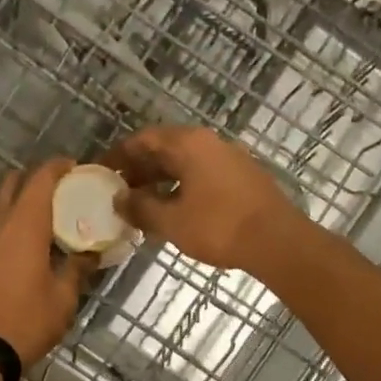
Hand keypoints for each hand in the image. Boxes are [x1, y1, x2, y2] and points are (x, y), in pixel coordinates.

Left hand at [0, 157, 92, 364]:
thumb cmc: (26, 322)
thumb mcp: (62, 298)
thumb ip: (77, 269)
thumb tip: (91, 254)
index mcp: (23, 226)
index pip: (40, 179)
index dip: (57, 167)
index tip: (75, 167)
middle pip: (12, 185)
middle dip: (34, 180)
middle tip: (60, 193)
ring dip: (19, 205)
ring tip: (45, 223)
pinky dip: (7, 228)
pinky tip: (23, 250)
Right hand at [104, 127, 305, 273]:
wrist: (278, 242)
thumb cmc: (219, 227)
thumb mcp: (171, 221)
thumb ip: (140, 208)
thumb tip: (120, 200)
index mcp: (190, 144)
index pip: (144, 139)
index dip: (120, 155)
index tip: (102, 172)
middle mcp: (210, 143)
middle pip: (165, 150)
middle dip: (139, 170)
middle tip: (118, 192)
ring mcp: (230, 159)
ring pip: (185, 165)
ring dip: (160, 182)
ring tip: (140, 206)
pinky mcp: (243, 179)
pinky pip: (202, 176)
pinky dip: (181, 189)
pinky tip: (172, 213)